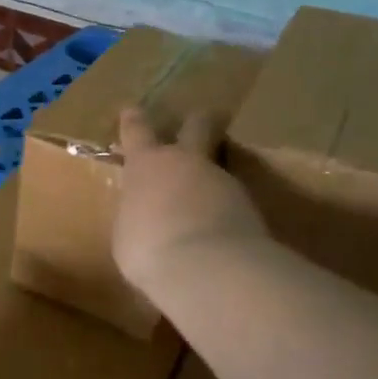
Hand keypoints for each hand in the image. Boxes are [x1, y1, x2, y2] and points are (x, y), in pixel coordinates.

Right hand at [113, 107, 268, 295]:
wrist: (207, 268)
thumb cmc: (148, 248)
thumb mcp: (126, 233)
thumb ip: (136, 215)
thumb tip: (144, 216)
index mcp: (147, 165)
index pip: (137, 131)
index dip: (133, 120)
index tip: (132, 110)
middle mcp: (186, 162)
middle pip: (197, 126)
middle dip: (198, 121)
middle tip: (202, 120)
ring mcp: (222, 181)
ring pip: (217, 169)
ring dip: (210, 181)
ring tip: (204, 206)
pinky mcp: (250, 207)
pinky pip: (231, 202)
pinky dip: (224, 213)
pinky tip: (219, 234)